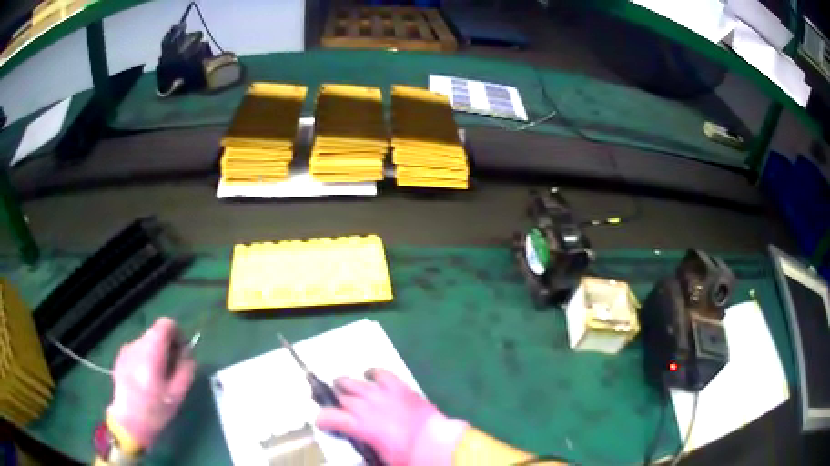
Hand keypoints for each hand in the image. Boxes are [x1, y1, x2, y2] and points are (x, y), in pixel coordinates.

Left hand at [107, 317, 195, 448]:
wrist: (129, 420)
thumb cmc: (155, 409)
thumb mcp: (178, 393)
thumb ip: (185, 369)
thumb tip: (187, 353)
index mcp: (152, 350)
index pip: (166, 324)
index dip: (177, 333)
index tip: (182, 351)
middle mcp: (137, 344)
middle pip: (156, 333)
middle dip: (167, 346)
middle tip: (173, 369)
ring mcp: (126, 350)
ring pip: (146, 343)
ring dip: (156, 353)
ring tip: (159, 377)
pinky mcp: (120, 357)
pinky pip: (137, 351)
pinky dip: (145, 359)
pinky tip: (146, 380)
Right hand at [316, 369, 467, 465]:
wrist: (434, 442)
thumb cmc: (406, 456)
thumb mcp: (380, 459)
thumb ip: (364, 453)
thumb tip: (359, 456)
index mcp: (357, 425)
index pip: (328, 416)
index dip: (322, 419)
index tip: (324, 424)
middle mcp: (364, 405)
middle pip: (340, 397)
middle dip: (335, 402)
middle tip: (337, 407)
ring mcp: (381, 393)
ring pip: (354, 382)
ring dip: (346, 385)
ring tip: (343, 387)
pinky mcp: (398, 386)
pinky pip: (381, 373)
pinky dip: (373, 373)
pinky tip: (370, 375)